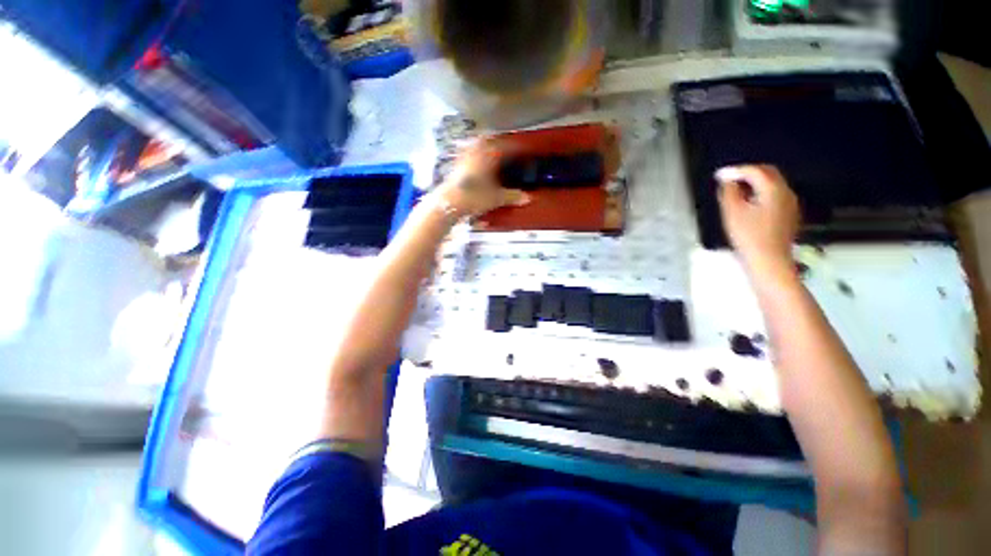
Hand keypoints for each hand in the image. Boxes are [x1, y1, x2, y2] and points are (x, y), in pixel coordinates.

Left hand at [433, 138, 529, 217]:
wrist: (448, 203)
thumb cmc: (474, 197)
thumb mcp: (496, 198)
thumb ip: (512, 196)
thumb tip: (527, 198)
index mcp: (488, 155)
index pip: (505, 146)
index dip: (516, 147)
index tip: (523, 148)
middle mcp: (475, 152)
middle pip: (488, 140)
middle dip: (498, 142)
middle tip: (506, 146)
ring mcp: (464, 158)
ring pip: (476, 146)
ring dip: (484, 146)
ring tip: (491, 151)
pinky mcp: (456, 166)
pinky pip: (467, 154)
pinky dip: (474, 155)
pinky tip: (476, 163)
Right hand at [716, 164, 799, 276]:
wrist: (769, 260)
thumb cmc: (749, 237)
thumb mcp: (733, 212)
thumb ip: (729, 192)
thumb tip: (727, 181)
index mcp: (773, 189)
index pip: (755, 171)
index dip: (736, 170)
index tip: (720, 174)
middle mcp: (786, 192)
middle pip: (768, 173)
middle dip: (748, 173)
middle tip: (729, 178)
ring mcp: (790, 204)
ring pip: (773, 184)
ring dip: (755, 183)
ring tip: (737, 190)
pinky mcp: (789, 215)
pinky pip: (775, 196)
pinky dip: (761, 193)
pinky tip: (750, 204)